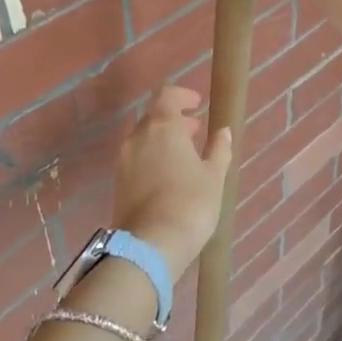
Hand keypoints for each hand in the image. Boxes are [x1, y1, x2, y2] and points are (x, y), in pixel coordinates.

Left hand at [111, 86, 232, 274]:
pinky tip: (169, 174)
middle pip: (154, 116)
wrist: (151, 244)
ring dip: (163, 138)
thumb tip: (223, 131)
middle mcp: (139, 136)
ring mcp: (124, 159)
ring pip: (144, 138)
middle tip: (195, 130)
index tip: (197, 103)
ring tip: (185, 155)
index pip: (167, 95)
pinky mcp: (118, 181)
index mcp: (163, 126)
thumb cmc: (190, 204)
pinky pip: (137, 157)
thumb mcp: (214, 176)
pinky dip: (153, 156)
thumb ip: (219, 149)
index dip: (182, 95)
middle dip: (174, 119)